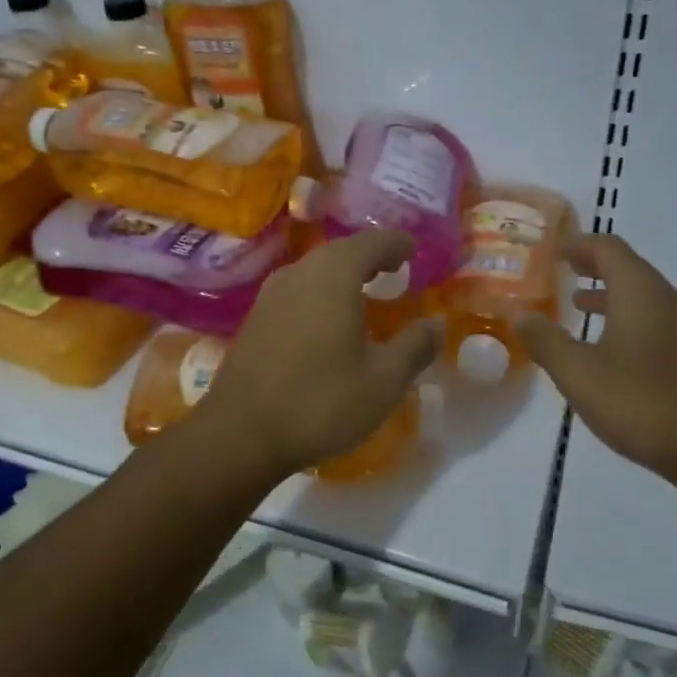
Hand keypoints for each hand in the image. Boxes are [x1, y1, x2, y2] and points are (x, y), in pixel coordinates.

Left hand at [197, 229, 439, 479]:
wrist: (240, 433)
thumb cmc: (320, 401)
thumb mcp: (382, 380)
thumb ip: (414, 347)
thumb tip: (436, 323)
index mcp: (333, 275)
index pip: (372, 242)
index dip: (396, 243)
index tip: (413, 249)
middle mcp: (299, 273)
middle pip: (340, 251)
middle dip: (370, 256)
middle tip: (394, 269)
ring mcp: (271, 294)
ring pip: (315, 270)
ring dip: (343, 274)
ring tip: (365, 292)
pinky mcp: (255, 318)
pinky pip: (297, 291)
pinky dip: (321, 293)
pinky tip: (329, 320)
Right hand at [517, 234, 676, 498]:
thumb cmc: (643, 403)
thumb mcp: (579, 374)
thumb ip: (545, 340)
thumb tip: (518, 313)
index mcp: (640, 292)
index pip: (608, 247)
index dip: (578, 245)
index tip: (551, 252)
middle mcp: (669, 300)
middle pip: (629, 269)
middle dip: (593, 268)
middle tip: (561, 274)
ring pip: (644, 298)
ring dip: (610, 297)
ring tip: (578, 307)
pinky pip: (657, 322)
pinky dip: (628, 320)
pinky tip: (611, 352)